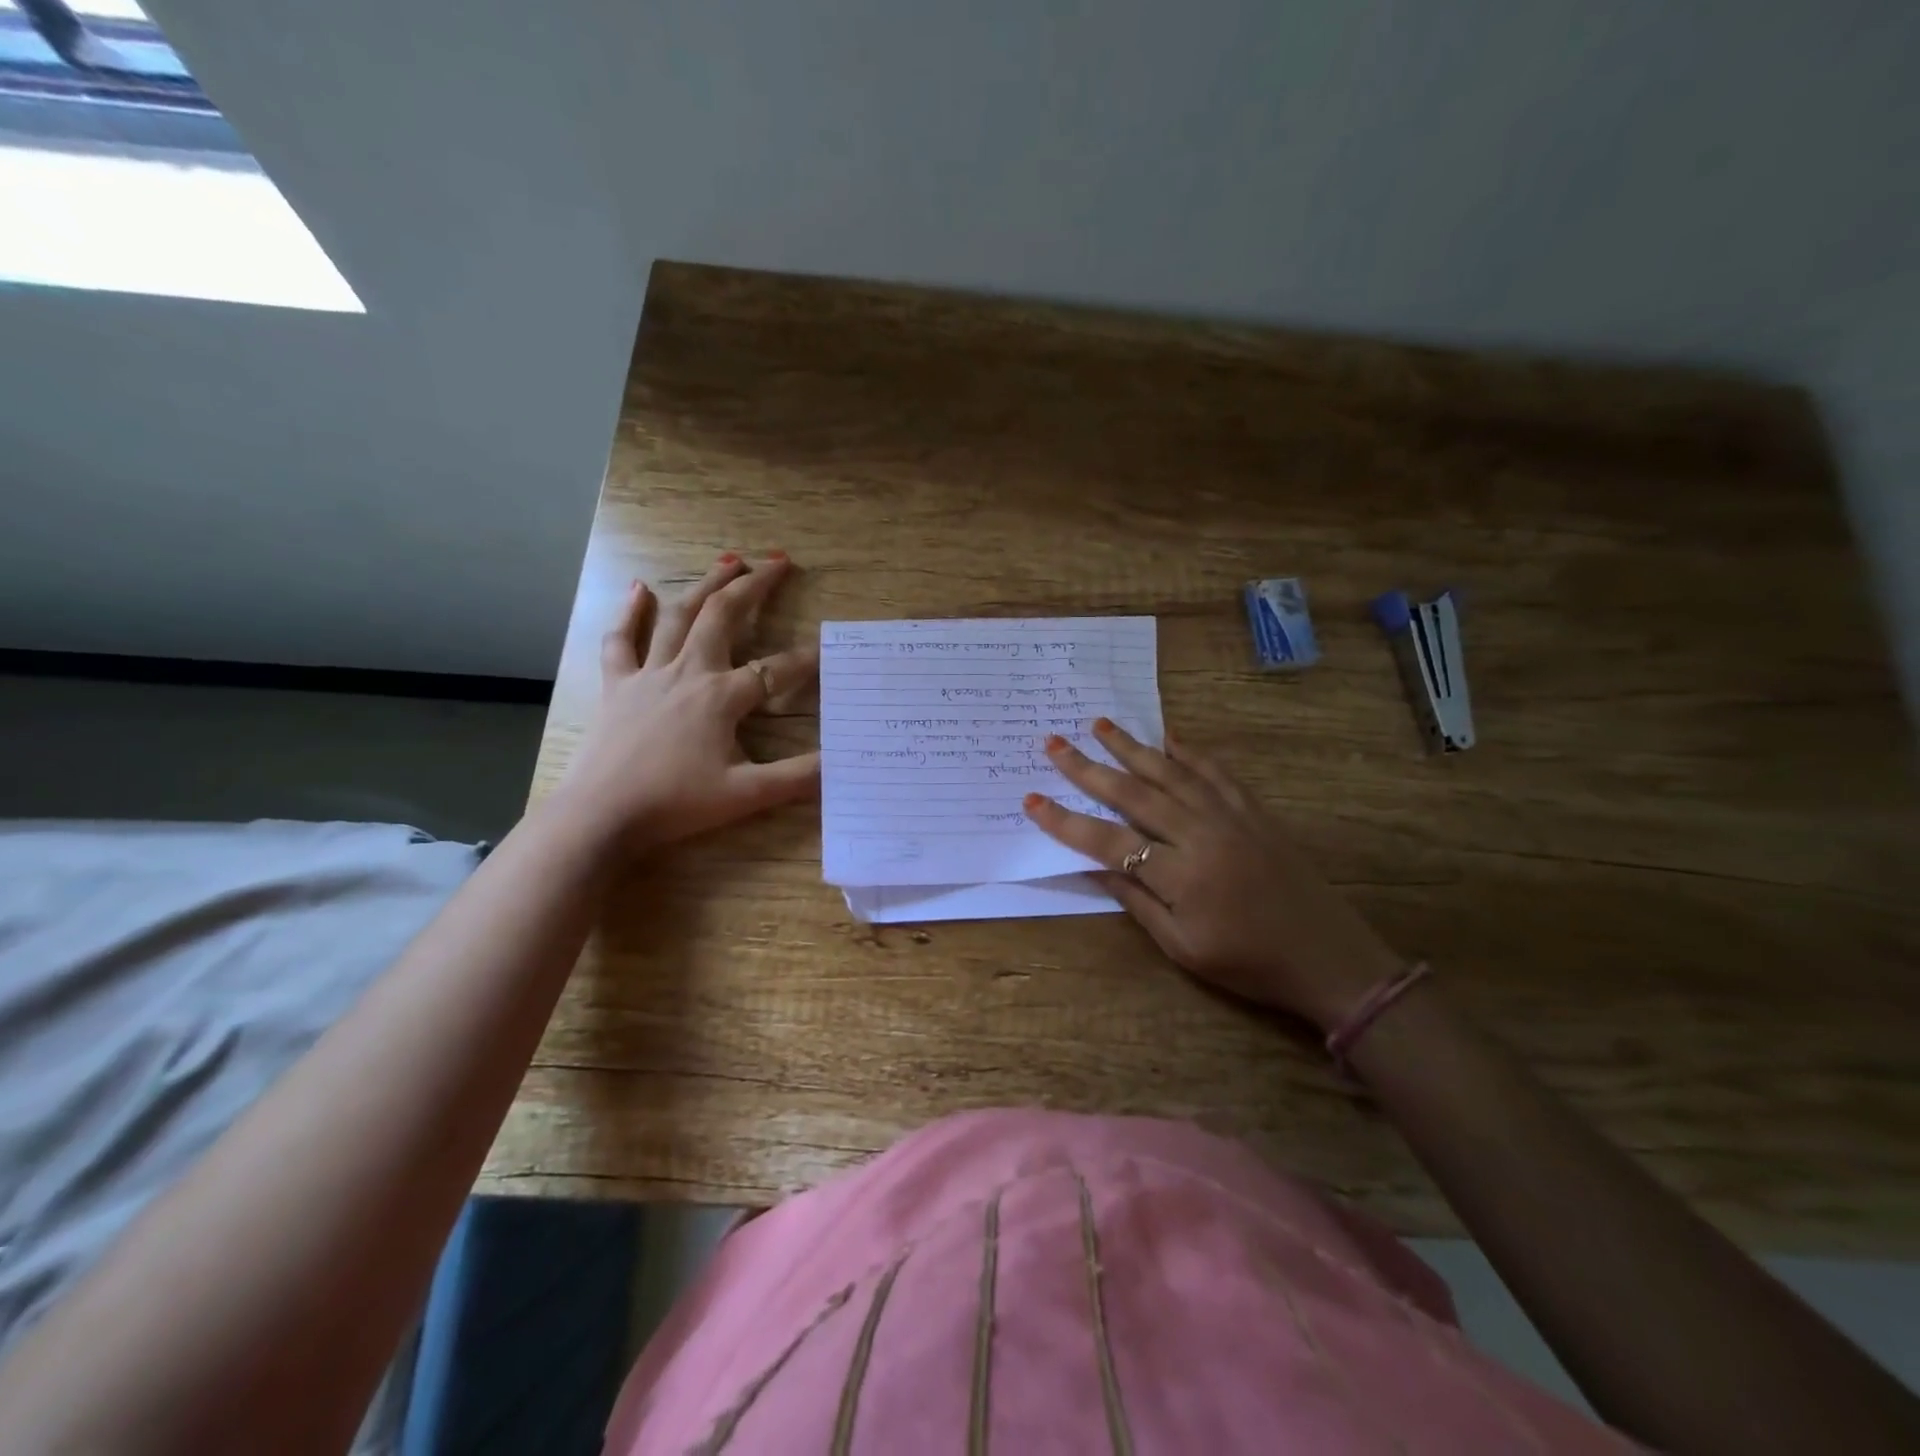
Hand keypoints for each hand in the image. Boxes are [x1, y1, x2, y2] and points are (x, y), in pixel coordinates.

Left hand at [554, 552, 819, 853]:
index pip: (776, 670)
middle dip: (754, 586)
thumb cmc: (676, 803)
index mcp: (722, 697)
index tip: (829, 648)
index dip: (807, 659)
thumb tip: (842, 762)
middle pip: (724, 616)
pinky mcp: (616, 685)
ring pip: (680, 616)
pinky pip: (621, 640)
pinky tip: (638, 588)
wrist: (602, 814)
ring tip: (728, 559)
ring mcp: (649, 674)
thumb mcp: (746, 795)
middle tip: (777, 562)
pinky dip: (630, 612)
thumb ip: (797, 777)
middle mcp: (689, 672)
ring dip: (706, 584)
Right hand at [1022, 720, 1403, 1030]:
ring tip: (1099, 723)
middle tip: (1053, 743)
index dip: (1066, 821)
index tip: (1031, 800)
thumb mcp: (1184, 948)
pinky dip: (1189, 751)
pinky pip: (1216, 772)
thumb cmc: (1250, 963)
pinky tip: (1168, 736)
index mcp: (1181, 876)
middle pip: (1134, 794)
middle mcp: (1201, 835)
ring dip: (1131, 746)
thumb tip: (1094, 866)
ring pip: (1171, 772)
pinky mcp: (1255, 811)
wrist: (1330, 958)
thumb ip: (1136, 902)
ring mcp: (1231, 816)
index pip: (1108, 841)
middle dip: (1088, 768)